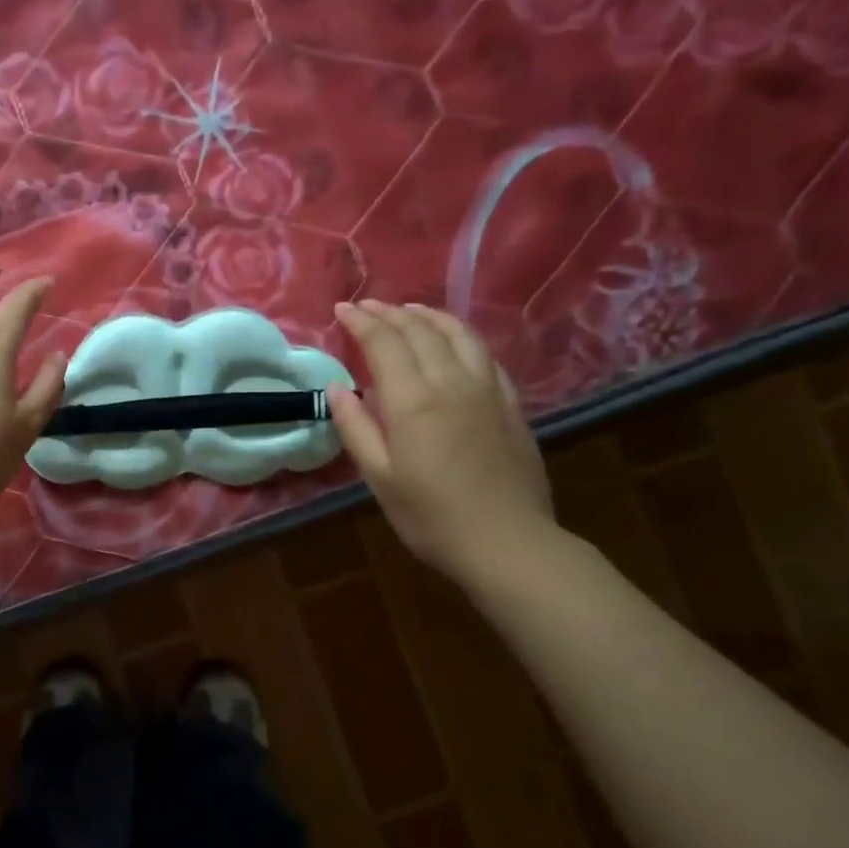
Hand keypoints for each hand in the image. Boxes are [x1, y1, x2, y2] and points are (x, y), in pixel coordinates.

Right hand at [327, 300, 553, 580]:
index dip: (361, 321)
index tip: (343, 309)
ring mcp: (487, 389)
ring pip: (458, 334)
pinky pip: (484, 354)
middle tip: (367, 306)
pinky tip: (453, 341)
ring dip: (429, 315)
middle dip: (390, 312)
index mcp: (413, 401)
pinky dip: (461, 336)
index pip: (384, 343)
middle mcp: (451, 382)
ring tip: (409, 310)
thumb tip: (338, 388)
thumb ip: (356, 428)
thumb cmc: (431, 517)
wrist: (507, 542)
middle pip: (420, 331)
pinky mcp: (510, 403)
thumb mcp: (379, 478)